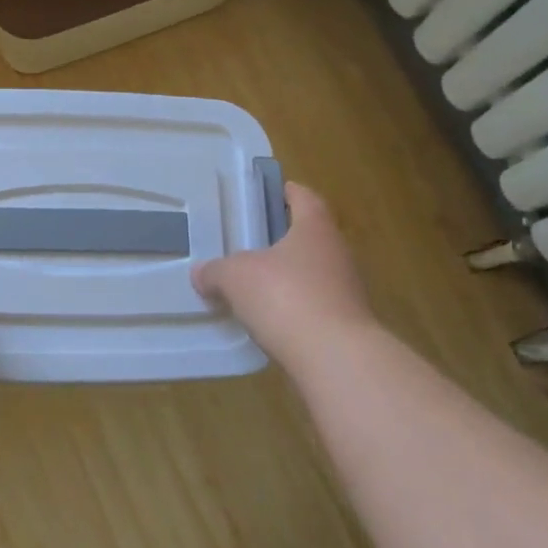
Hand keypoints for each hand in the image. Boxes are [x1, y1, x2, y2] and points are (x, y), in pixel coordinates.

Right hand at [192, 182, 373, 361]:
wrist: (335, 357)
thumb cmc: (285, 297)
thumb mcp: (235, 277)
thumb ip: (215, 271)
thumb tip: (200, 274)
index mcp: (315, 229)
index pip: (305, 199)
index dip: (290, 192)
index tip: (275, 191)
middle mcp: (337, 253)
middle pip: (310, 237)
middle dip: (284, 238)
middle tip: (252, 241)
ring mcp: (346, 291)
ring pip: (313, 273)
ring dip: (288, 276)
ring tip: (255, 284)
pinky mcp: (345, 324)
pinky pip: (313, 306)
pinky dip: (294, 308)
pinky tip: (270, 319)